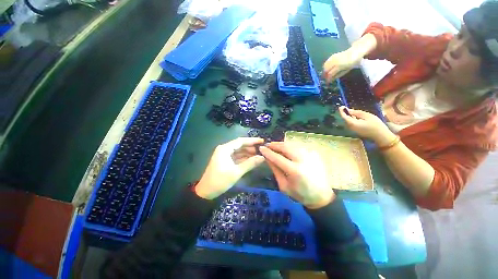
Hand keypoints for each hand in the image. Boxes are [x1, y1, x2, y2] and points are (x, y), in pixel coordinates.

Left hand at [195, 138, 264, 199]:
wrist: (206, 192)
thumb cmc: (220, 180)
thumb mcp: (236, 172)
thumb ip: (250, 163)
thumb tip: (262, 157)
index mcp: (225, 149)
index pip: (240, 141)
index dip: (252, 140)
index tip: (262, 141)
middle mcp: (224, 149)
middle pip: (239, 145)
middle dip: (250, 147)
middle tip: (262, 149)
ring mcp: (224, 155)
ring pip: (238, 151)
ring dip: (248, 153)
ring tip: (259, 155)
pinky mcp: (224, 161)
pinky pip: (236, 157)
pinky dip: (243, 158)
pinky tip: (251, 160)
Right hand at [259, 142, 334, 208]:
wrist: (321, 196)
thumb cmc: (300, 194)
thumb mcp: (284, 185)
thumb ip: (275, 170)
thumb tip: (267, 158)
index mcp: (295, 171)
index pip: (277, 158)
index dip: (268, 152)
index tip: (261, 148)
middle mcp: (303, 160)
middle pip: (286, 147)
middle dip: (275, 145)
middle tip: (268, 145)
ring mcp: (310, 155)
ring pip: (292, 145)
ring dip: (282, 144)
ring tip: (275, 146)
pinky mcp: (314, 154)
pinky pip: (299, 147)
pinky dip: (291, 146)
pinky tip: (287, 150)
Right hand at [322, 48, 361, 82]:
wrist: (356, 51)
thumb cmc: (352, 62)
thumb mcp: (346, 70)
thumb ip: (338, 75)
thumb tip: (331, 79)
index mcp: (338, 66)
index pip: (330, 74)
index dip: (328, 79)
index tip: (328, 82)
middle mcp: (334, 62)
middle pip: (326, 70)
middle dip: (325, 75)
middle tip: (326, 78)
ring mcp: (333, 58)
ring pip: (325, 66)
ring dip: (324, 70)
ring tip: (326, 74)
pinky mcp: (332, 56)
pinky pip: (326, 62)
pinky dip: (325, 66)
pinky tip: (327, 68)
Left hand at [338, 106, 395, 145]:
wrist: (380, 136)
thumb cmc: (375, 124)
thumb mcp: (367, 116)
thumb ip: (356, 113)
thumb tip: (348, 110)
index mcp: (352, 123)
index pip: (344, 117)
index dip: (342, 111)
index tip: (341, 106)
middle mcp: (350, 127)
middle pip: (345, 119)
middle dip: (345, 113)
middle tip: (346, 107)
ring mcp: (352, 130)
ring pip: (348, 121)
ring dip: (349, 116)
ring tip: (352, 111)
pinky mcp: (355, 131)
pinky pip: (351, 124)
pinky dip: (352, 119)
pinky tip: (356, 116)